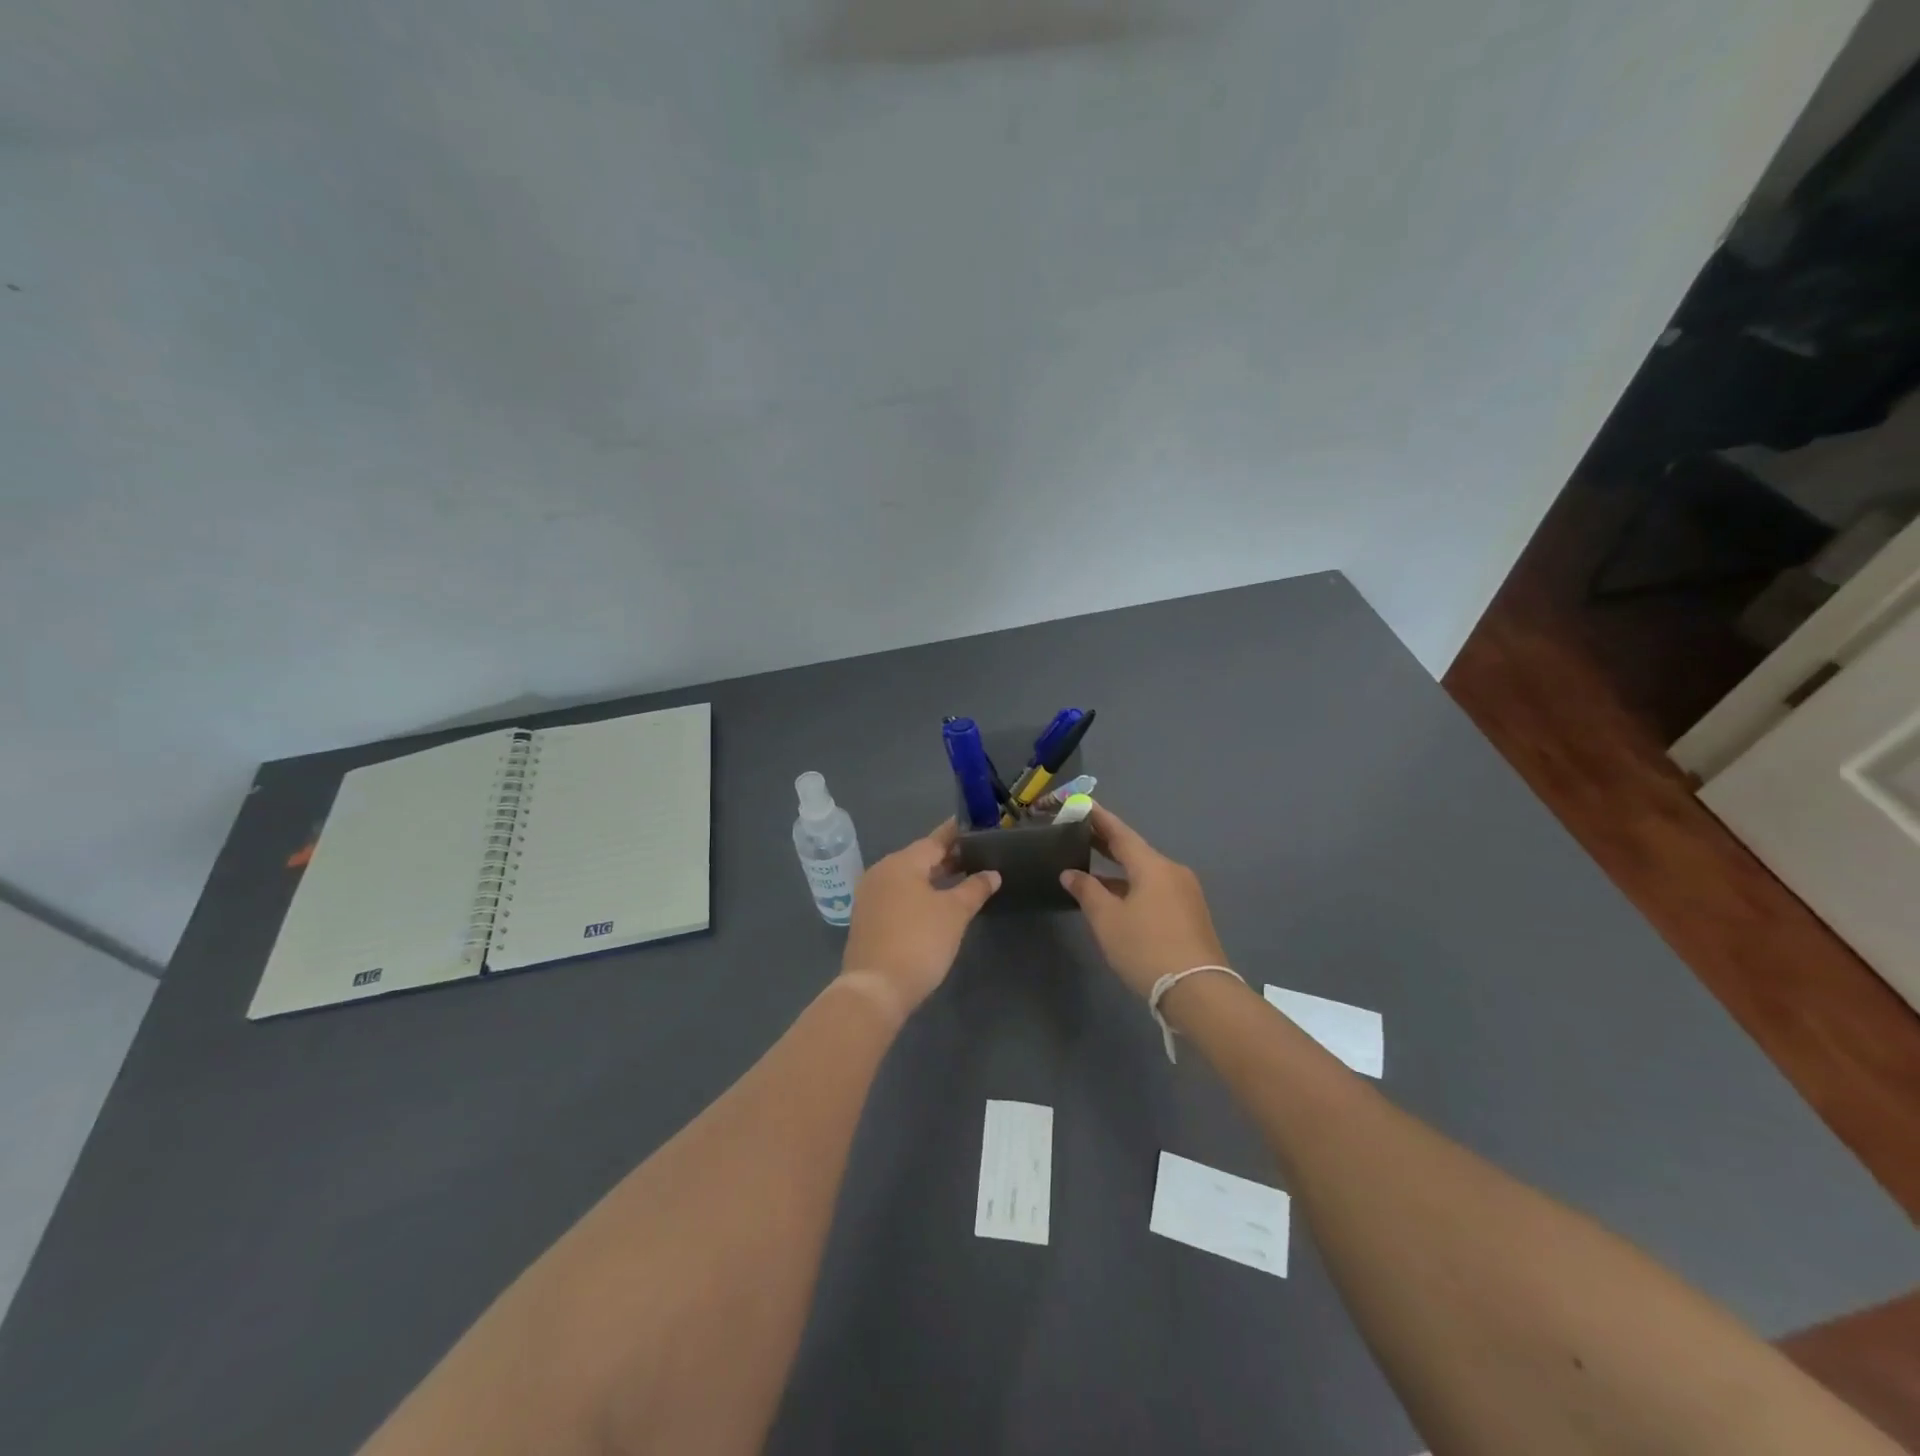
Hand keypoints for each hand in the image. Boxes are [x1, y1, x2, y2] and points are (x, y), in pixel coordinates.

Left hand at [841, 820, 1000, 1012]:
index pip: (934, 840)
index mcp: (901, 863)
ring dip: (933, 877)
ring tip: (961, 877)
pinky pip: (898, 895)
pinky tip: (936, 903)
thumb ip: (974, 888)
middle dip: (947, 858)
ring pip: (908, 878)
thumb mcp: (954, 913)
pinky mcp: (867, 918)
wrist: (876, 989)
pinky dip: (918, 893)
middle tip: (976, 855)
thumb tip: (992, 873)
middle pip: (919, 858)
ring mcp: (870, 896)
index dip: (956, 834)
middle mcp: (881, 872)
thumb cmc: (919, 941)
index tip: (975, 826)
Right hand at [1060, 805, 1227, 997]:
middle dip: (1106, 843)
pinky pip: (1155, 889)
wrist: (1198, 991)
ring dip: (1118, 870)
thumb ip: (1087, 891)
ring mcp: (1185, 893)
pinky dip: (1133, 887)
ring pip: (1145, 872)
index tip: (1081, 805)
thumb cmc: (1146, 949)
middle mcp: (1172, 871)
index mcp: (1152, 865)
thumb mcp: (1107, 920)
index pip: (1120, 833)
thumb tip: (1070, 873)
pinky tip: (1116, 899)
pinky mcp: (1190, 914)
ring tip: (1090, 869)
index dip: (1098, 818)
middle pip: (1134, 851)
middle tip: (1078, 834)